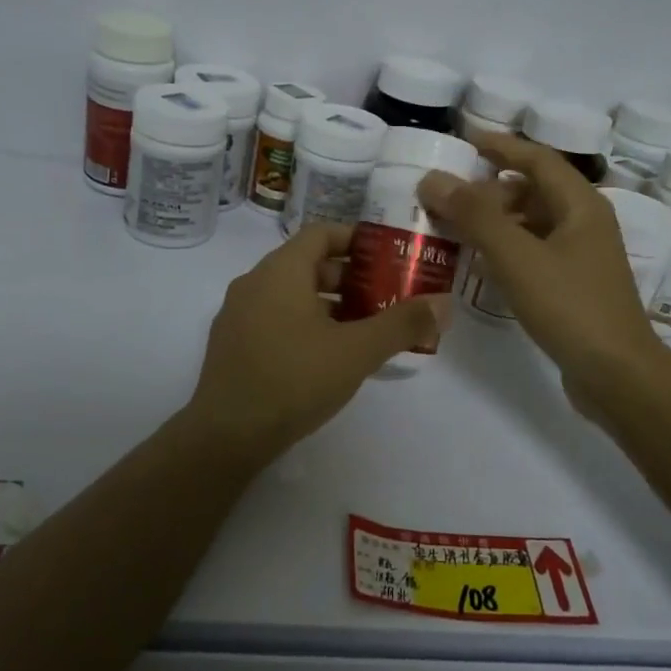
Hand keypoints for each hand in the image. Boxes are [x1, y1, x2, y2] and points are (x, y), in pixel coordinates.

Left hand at [185, 223, 451, 456]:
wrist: (225, 436)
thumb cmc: (294, 380)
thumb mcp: (357, 351)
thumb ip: (402, 324)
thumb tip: (445, 303)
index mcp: (280, 271)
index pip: (322, 233)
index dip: (357, 240)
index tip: (388, 257)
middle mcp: (254, 283)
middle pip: (308, 264)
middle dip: (350, 278)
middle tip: (387, 296)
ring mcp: (238, 315)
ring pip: (291, 295)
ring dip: (329, 304)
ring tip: (365, 328)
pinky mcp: (232, 345)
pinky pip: (274, 318)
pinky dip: (305, 324)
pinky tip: (328, 356)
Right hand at [418, 135, 661, 393]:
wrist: (617, 375)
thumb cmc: (570, 306)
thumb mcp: (517, 256)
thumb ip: (475, 215)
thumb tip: (433, 178)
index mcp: (580, 205)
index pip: (537, 159)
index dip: (501, 146)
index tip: (465, 139)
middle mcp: (585, 224)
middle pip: (534, 191)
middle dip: (490, 189)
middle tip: (448, 194)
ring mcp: (582, 257)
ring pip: (532, 224)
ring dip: (495, 221)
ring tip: (454, 226)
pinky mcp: (574, 286)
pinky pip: (534, 254)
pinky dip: (505, 250)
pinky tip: (478, 264)